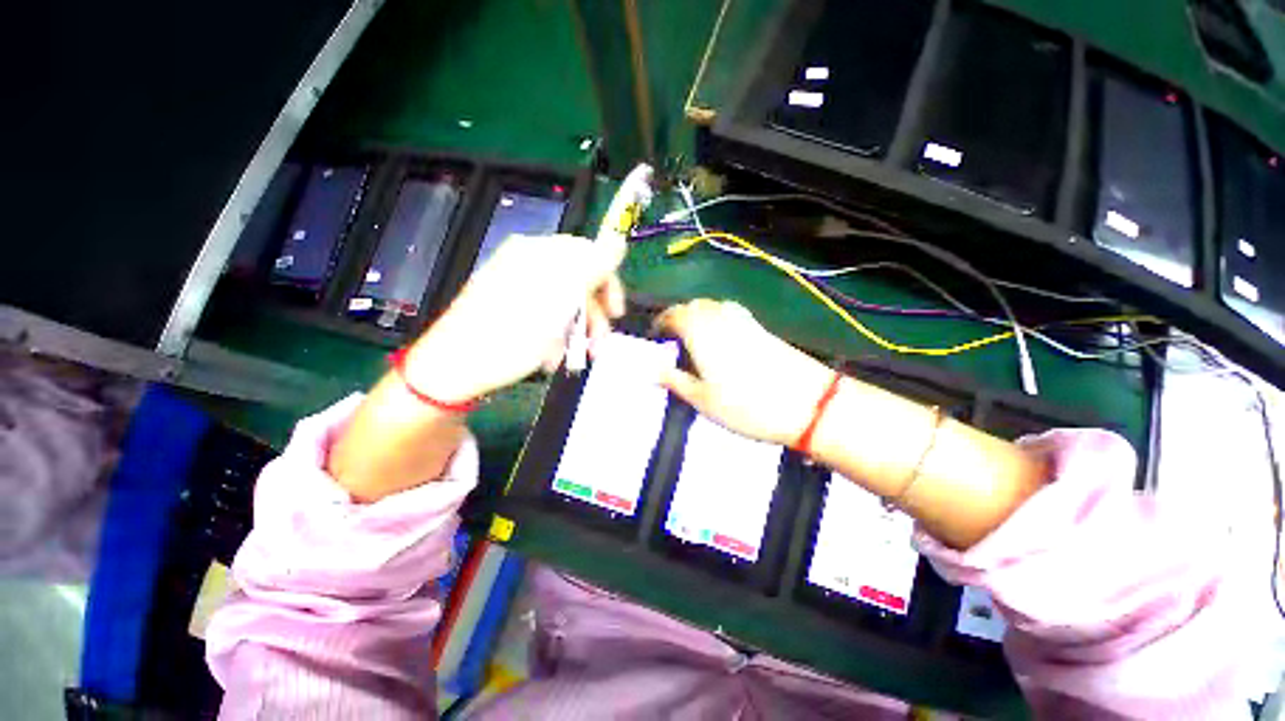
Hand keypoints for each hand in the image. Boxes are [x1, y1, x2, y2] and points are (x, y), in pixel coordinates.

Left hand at [404, 234, 626, 401]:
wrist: (454, 368)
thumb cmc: (509, 338)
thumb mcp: (557, 303)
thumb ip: (590, 270)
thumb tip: (619, 241)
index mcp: (538, 253)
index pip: (588, 255)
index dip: (608, 284)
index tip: (616, 314)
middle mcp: (528, 263)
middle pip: (577, 282)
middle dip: (592, 316)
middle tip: (597, 345)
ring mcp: (517, 285)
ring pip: (563, 303)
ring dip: (575, 332)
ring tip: (572, 358)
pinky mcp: (510, 306)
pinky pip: (545, 315)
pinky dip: (555, 336)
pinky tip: (550, 356)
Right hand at [654, 299, 835, 446]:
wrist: (806, 402)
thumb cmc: (745, 404)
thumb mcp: (701, 399)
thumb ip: (673, 381)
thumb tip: (652, 371)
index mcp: (699, 330)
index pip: (672, 315)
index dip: (660, 323)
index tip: (654, 338)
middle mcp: (718, 316)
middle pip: (692, 306)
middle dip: (678, 318)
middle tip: (672, 341)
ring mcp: (742, 319)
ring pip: (711, 307)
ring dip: (697, 317)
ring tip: (693, 340)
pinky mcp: (759, 326)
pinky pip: (729, 313)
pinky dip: (716, 319)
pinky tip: (719, 340)